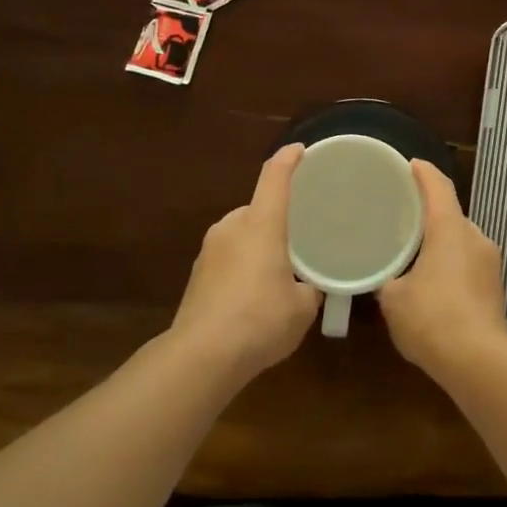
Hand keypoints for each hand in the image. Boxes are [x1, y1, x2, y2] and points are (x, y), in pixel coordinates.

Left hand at [171, 143, 320, 381]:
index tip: (300, 150)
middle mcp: (232, 227)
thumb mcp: (302, 307)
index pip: (275, 178)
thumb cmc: (260, 320)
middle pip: (257, 209)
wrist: (202, 356)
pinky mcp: (196, 274)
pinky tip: (253, 296)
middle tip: (297, 238)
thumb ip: (309, 289)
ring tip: (278, 272)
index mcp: (261, 224)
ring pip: (241, 234)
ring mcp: (209, 250)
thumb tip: (308, 287)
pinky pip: (228, 257)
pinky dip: (242, 266)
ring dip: (258, 245)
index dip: (288, 159)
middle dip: (276, 220)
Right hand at [377, 161, 506, 376]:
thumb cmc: (431, 318)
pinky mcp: (496, 288)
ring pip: (461, 242)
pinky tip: (433, 284)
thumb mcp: (394, 298)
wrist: (478, 361)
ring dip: (441, 243)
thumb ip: (389, 279)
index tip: (410, 165)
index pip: (438, 187)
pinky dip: (451, 266)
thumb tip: (389, 279)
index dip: (423, 172)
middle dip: (429, 214)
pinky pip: (468, 265)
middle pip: (451, 215)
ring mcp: (490, 264)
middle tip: (403, 217)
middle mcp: (475, 238)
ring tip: (415, 253)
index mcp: (450, 229)